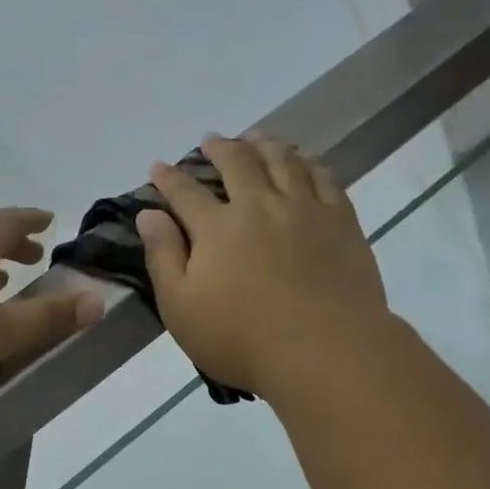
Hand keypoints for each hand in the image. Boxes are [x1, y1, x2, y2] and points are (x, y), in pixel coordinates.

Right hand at [139, 135, 392, 403]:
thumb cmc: (242, 338)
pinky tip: (305, 162)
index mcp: (217, 228)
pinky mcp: (341, 221)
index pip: (185, 192)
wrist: (326, 351)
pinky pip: (324, 178)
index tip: (158, 166)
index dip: (168, 178)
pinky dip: (309, 163)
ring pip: (283, 161)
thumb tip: (148, 215)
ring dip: (264, 145)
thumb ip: (163, 257)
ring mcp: (305, 209)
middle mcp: (259, 205)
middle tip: (210, 140)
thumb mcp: (181, 308)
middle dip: (220, 148)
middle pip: (238, 163)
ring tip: (256, 138)